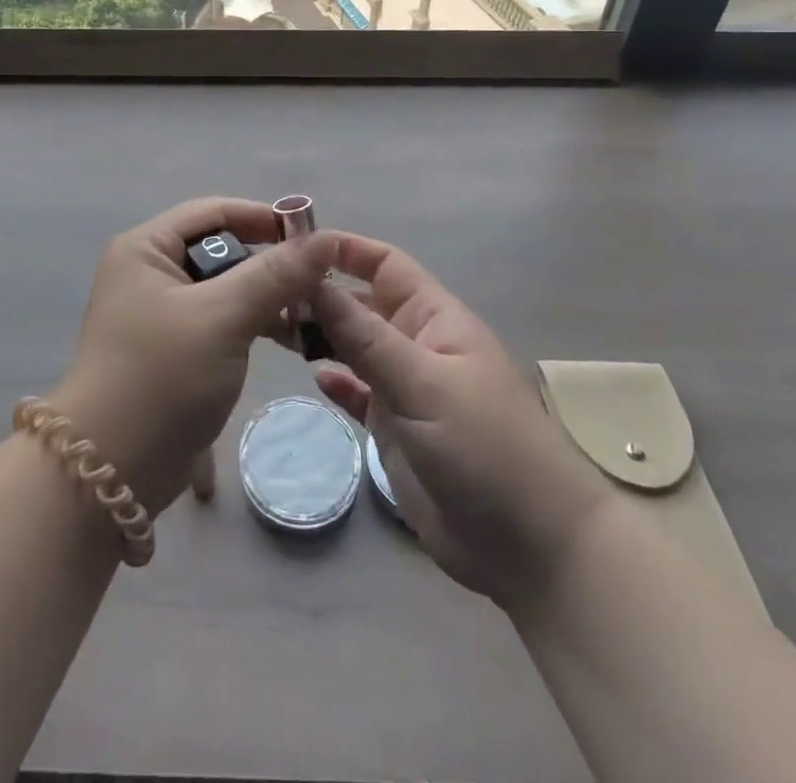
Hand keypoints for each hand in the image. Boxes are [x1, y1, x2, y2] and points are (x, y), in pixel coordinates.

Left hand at [51, 198, 335, 516]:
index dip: (263, 218)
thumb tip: (326, 238)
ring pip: (225, 288)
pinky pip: (221, 320)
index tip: (313, 239)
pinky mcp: (174, 349)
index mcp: (146, 249)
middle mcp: (149, 272)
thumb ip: (275, 275)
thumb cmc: (162, 377)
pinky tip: (289, 341)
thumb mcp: (222, 317)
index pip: (213, 211)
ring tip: (312, 316)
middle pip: (221, 249)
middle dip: (270, 264)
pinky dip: (253, 325)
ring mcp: (160, 313)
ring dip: (267, 298)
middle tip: (320, 283)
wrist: (111, 472)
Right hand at [311, 233, 611, 611]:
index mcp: (433, 318)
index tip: (292, 247)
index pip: (383, 264)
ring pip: (354, 347)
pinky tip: (314, 378)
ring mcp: (406, 387)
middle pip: (361, 304)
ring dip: (321, 336)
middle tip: (264, 297)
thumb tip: (313, 280)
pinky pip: (358, 392)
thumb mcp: (422, 384)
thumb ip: (364, 335)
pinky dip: (337, 381)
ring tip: (274, 330)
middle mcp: (416, 344)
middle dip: (319, 295)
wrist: (531, 547)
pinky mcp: (397, 429)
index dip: (343, 250)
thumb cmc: (485, 447)